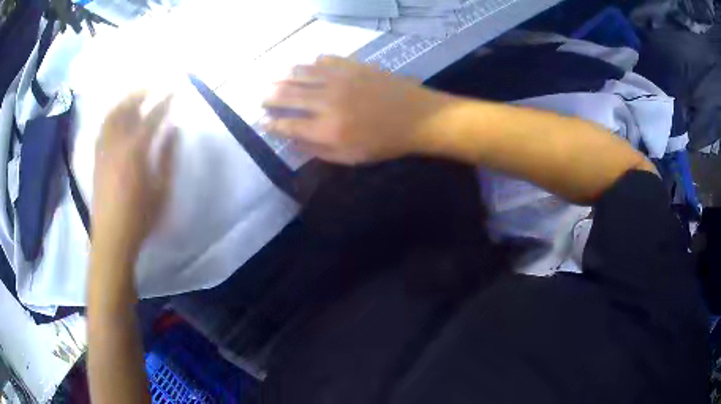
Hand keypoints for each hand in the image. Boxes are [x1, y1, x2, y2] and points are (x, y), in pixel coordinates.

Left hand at [92, 93, 176, 255]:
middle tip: (153, 84)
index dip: (163, 101)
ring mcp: (103, 151)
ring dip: (123, 101)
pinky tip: (116, 116)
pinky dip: (111, 117)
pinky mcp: (96, 159)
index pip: (151, 117)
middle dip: (140, 92)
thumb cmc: (140, 217)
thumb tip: (173, 129)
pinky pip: (102, 129)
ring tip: (134, 95)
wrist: (112, 238)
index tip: (174, 89)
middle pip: (126, 109)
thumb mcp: (161, 189)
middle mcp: (116, 144)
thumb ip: (167, 156)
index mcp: (135, 151)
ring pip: (111, 116)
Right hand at [262, 56, 452, 163]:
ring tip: (275, 78)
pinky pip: (326, 60)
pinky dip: (313, 62)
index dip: (271, 123)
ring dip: (285, 76)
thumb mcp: (351, 158)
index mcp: (327, 129)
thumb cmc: (385, 142)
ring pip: (302, 73)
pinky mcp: (353, 66)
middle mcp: (327, 101)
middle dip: (270, 96)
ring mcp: (340, 79)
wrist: (418, 117)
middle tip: (260, 96)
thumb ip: (319, 151)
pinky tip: (308, 64)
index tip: (261, 121)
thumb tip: (293, 143)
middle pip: (288, 96)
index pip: (288, 125)